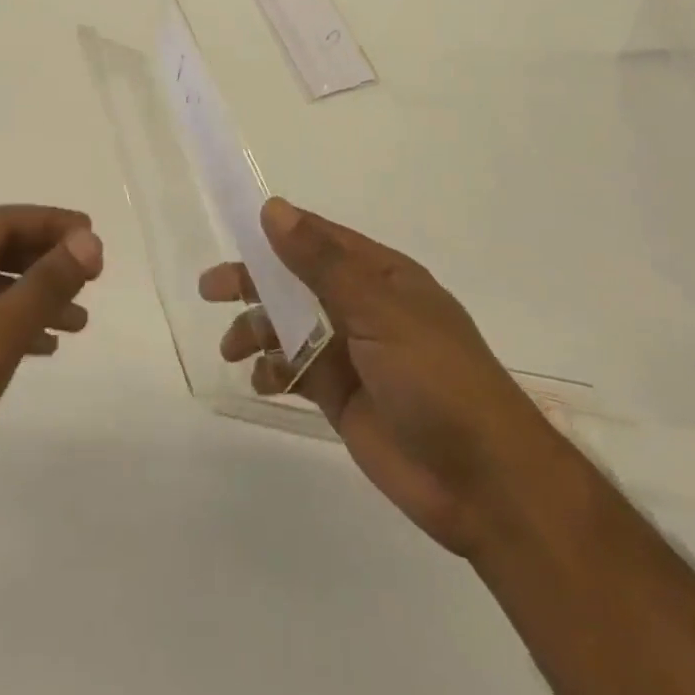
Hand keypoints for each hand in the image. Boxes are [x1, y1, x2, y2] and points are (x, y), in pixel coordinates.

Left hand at [0, 206, 102, 541]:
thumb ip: (47, 283)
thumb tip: (89, 241)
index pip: (1, 221)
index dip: (51, 224)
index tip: (93, 237)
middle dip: (45, 262)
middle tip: (91, 278)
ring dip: (32, 298)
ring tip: (79, 322)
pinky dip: (9, 326)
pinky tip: (42, 347)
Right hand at [199, 199, 563, 557]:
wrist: (484, 483)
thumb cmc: (437, 380)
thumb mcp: (379, 312)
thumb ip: (322, 263)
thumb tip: (274, 210)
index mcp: (382, 278)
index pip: (320, 239)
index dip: (277, 232)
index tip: (232, 228)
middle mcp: (364, 308)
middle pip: (297, 282)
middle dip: (254, 283)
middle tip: (210, 289)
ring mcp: (352, 354)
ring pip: (291, 327)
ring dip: (258, 330)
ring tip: (231, 348)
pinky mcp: (342, 396)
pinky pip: (296, 371)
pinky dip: (272, 371)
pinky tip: (260, 381)